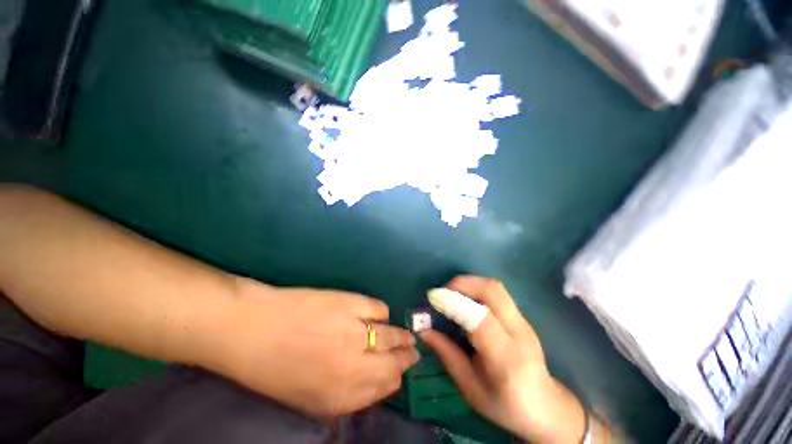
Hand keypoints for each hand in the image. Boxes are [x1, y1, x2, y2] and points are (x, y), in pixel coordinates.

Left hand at [215, 277, 419, 418]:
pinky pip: (379, 309)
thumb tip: (371, 381)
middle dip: (406, 359)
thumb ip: (341, 394)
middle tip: (412, 352)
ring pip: (391, 336)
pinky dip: (381, 312)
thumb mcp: (305, 396)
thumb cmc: (272, 366)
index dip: (394, 380)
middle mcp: (352, 368)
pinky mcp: (350, 303)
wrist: (249, 329)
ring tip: (407, 334)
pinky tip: (378, 313)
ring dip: (401, 336)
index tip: (400, 373)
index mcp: (339, 396)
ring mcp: (353, 332)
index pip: (382, 389)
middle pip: (393, 364)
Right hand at [421, 276, 589, 442]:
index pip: (481, 319)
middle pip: (492, 291)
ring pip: (495, 287)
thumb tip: (424, 330)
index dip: (454, 303)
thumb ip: (447, 355)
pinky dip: (476, 288)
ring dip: (468, 283)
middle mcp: (519, 333)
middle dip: (462, 284)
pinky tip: (465, 300)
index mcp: (506, 359)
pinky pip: (496, 292)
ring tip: (450, 294)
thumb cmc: (505, 405)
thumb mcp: (470, 388)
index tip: (432, 298)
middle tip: (441, 292)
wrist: (546, 407)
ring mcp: (523, 321)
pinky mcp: (521, 316)